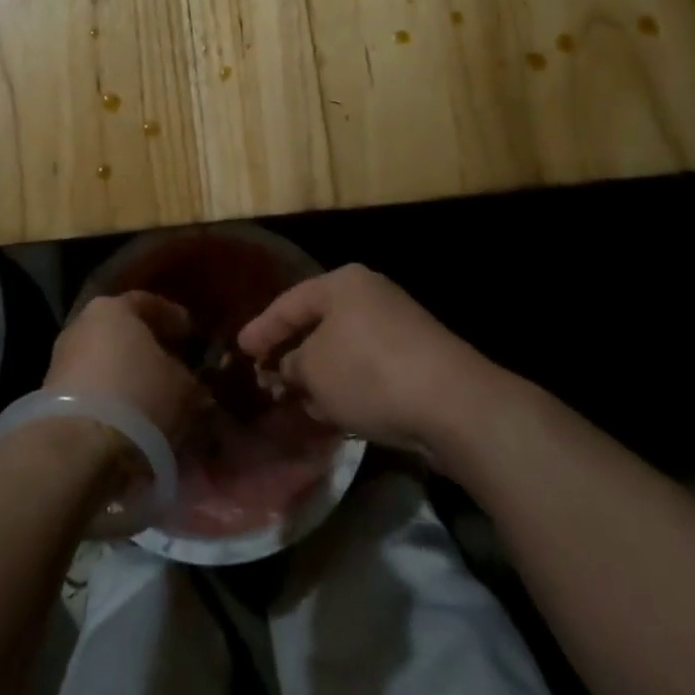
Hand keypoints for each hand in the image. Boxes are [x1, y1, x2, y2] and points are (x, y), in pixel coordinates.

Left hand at [45, 292, 204, 444]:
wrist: (77, 448)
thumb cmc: (138, 397)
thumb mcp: (183, 387)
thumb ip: (190, 378)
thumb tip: (191, 383)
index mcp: (113, 308)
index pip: (148, 303)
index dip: (173, 318)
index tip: (192, 334)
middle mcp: (82, 325)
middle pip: (123, 332)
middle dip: (149, 349)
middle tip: (176, 367)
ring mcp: (62, 360)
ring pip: (106, 363)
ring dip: (129, 379)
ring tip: (156, 401)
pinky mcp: (52, 396)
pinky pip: (92, 391)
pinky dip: (112, 401)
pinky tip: (132, 421)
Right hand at [237, 264, 484, 455]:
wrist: (454, 404)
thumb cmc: (370, 373)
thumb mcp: (314, 371)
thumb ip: (291, 365)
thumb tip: (289, 368)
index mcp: (342, 284)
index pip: (289, 302)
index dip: (261, 328)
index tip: (239, 349)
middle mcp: (371, 295)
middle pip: (319, 323)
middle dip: (292, 352)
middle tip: (266, 374)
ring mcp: (399, 325)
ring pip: (344, 348)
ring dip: (321, 373)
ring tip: (298, 399)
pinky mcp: (418, 357)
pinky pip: (369, 366)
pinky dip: (349, 385)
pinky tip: (337, 411)